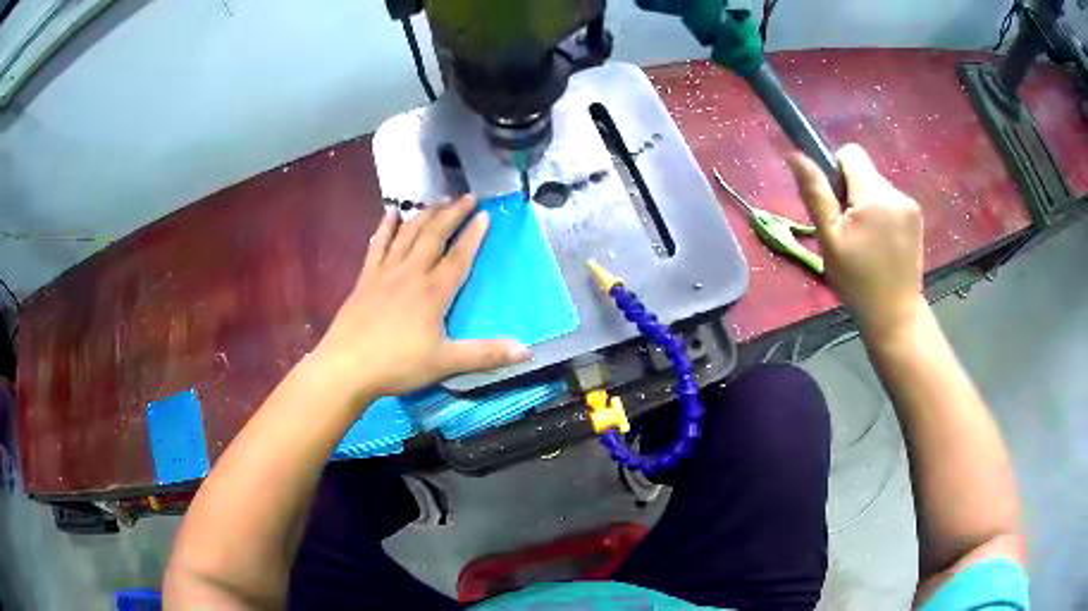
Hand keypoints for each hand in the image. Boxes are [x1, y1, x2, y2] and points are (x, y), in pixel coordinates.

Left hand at [313, 195, 529, 399]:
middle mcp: (410, 274)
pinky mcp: (365, 279)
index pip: (458, 257)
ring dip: (424, 215)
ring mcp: (385, 273)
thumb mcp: (445, 363)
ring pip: (408, 234)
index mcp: (433, 292)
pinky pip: (378, 245)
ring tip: (438, 201)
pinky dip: (386, 227)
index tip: (485, 214)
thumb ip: (485, 354)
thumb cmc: (397, 365)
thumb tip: (526, 350)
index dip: (473, 235)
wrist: (346, 367)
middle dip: (452, 214)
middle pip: (434, 236)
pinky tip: (390, 213)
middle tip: (467, 197)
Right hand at [787, 144, 924, 335]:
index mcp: (874, 195)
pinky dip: (881, 213)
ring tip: (866, 240)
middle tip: (849, 230)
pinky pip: (890, 199)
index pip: (850, 153)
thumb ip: (815, 193)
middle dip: (851, 191)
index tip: (836, 203)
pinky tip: (881, 242)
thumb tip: (794, 154)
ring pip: (876, 186)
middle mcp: (896, 192)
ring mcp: (910, 204)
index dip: (836, 171)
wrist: (895, 314)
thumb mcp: (829, 239)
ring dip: (866, 203)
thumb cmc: (857, 280)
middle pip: (864, 170)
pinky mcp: (916, 216)